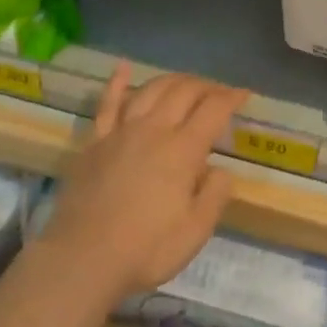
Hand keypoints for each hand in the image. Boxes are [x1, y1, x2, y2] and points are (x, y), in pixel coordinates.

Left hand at [40, 66, 248, 300]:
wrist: (82, 259)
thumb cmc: (146, 250)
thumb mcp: (196, 231)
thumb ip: (215, 195)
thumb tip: (219, 170)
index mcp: (182, 150)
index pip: (213, 110)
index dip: (232, 98)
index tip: (244, 95)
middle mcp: (153, 130)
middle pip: (183, 92)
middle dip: (206, 86)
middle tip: (219, 92)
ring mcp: (120, 132)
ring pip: (150, 90)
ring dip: (173, 80)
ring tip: (186, 82)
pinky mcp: (95, 141)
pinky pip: (107, 103)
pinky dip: (117, 82)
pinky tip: (123, 67)